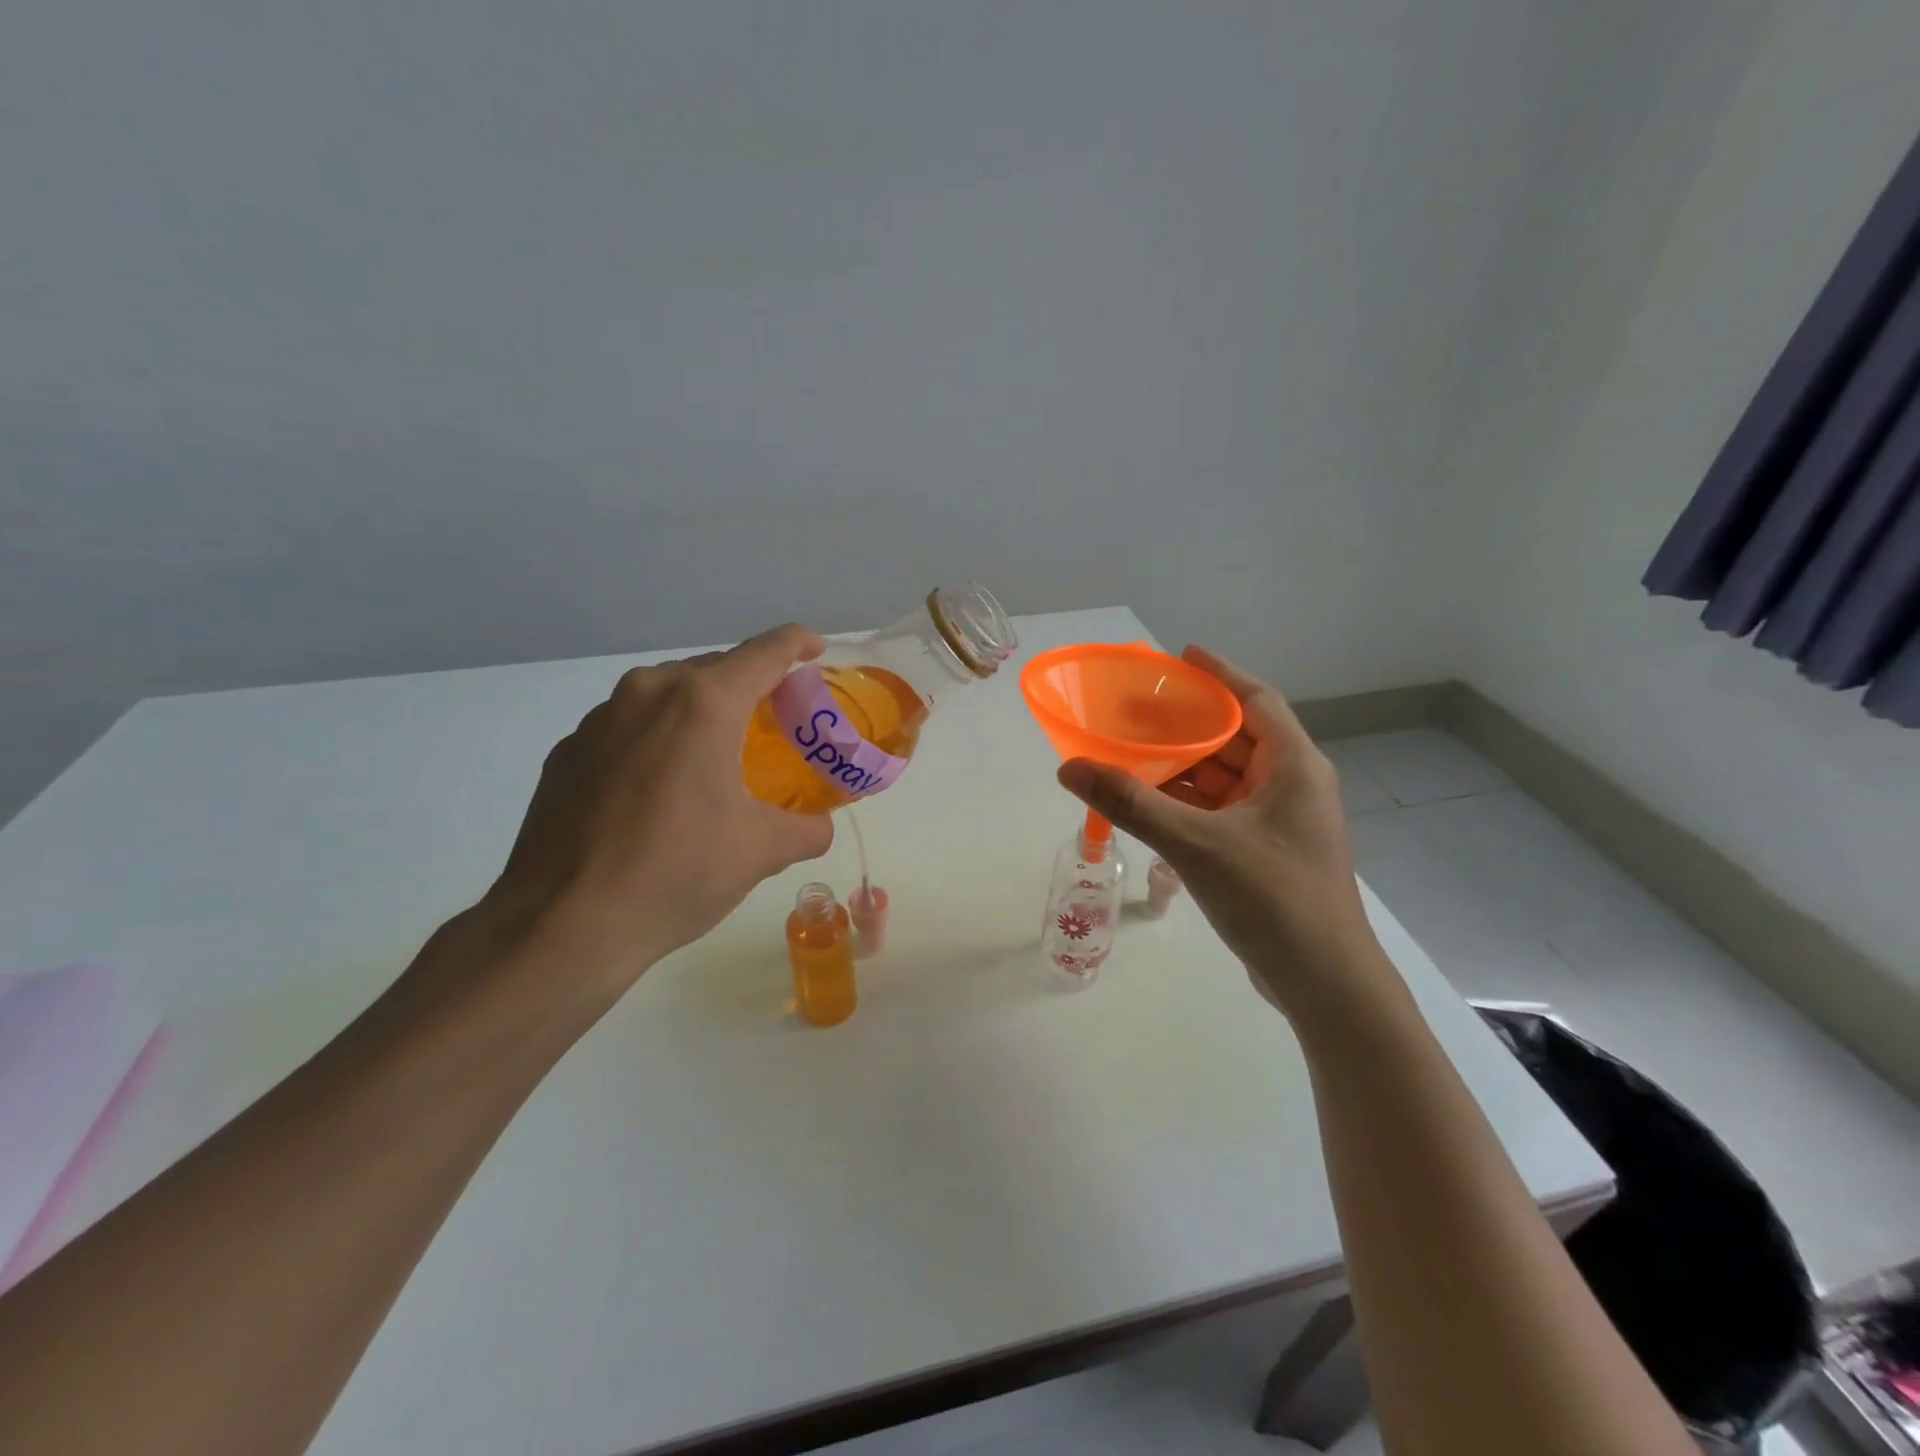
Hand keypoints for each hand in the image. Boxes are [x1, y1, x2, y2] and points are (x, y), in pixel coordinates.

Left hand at [477, 624, 834, 997]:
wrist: (562, 924)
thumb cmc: (676, 872)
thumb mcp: (761, 851)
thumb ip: (807, 828)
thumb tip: (820, 827)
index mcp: (704, 703)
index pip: (765, 652)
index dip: (798, 643)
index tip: (816, 649)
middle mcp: (648, 693)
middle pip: (714, 668)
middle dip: (750, 684)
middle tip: (776, 717)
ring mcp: (599, 719)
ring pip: (666, 694)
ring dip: (700, 710)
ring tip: (718, 751)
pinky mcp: (567, 752)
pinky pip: (628, 727)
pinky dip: (657, 739)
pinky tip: (660, 788)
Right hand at [1057, 646, 1392, 1019]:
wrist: (1325, 985)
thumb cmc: (1272, 899)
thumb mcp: (1196, 844)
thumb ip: (1130, 803)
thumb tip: (1070, 767)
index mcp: (1293, 767)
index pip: (1256, 699)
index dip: (1218, 674)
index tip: (1178, 657)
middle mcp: (1292, 785)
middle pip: (1236, 736)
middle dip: (1187, 722)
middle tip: (1136, 710)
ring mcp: (1281, 822)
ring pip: (1226, 777)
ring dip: (1183, 766)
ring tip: (1132, 754)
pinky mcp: (1266, 852)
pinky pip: (1221, 810)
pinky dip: (1188, 803)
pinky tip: (1149, 804)